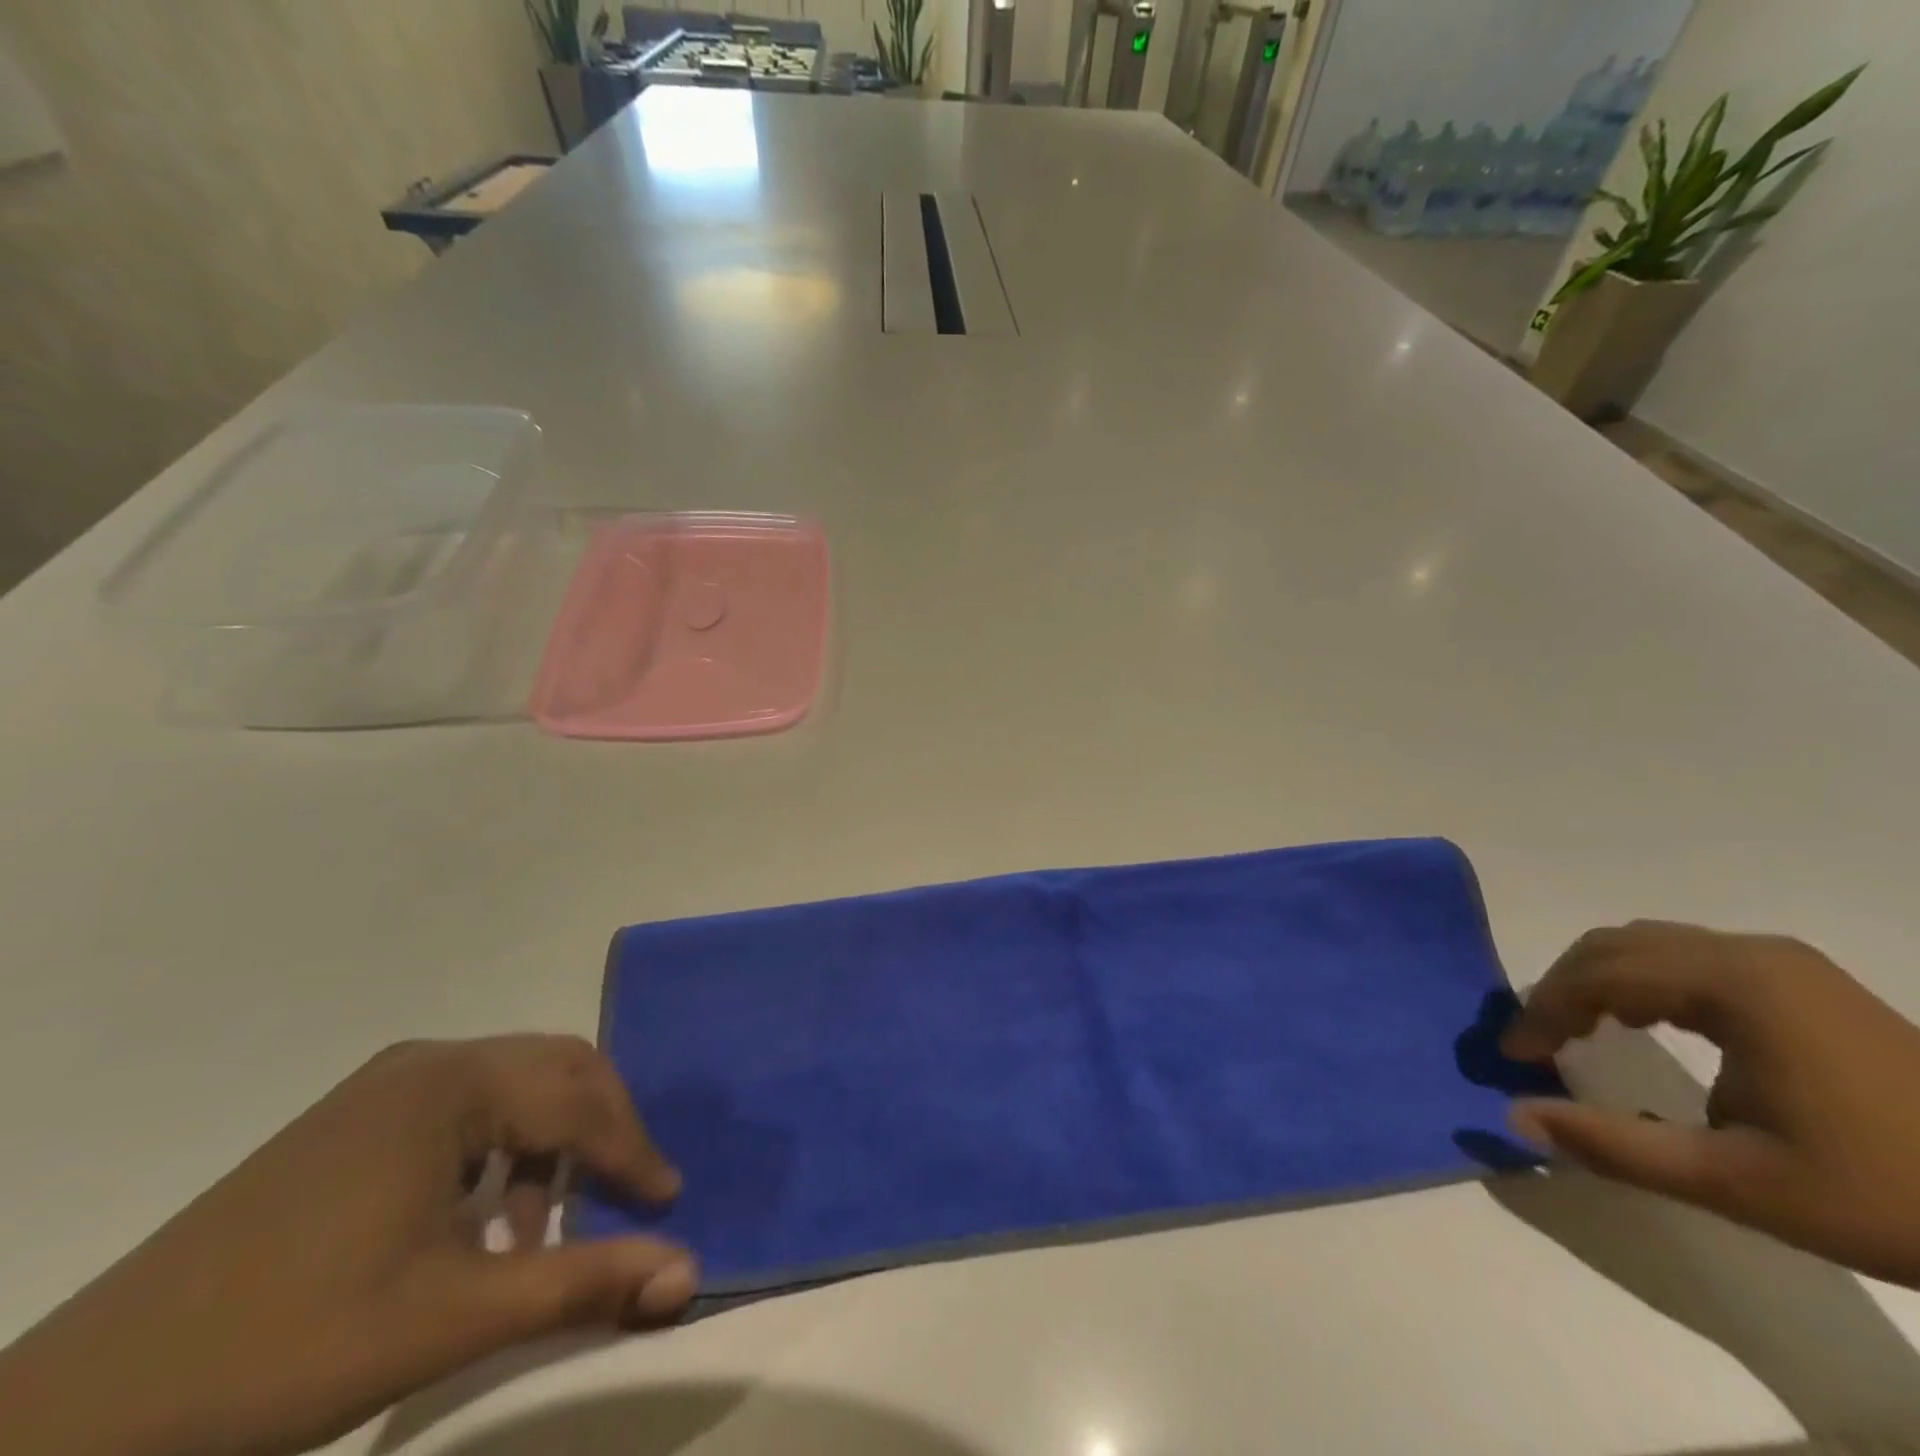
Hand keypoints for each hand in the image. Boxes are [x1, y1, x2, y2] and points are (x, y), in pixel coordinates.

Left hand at [0, 1036, 695, 1455]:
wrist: (76, 1416)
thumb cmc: (287, 1349)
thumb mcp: (451, 1319)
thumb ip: (582, 1284)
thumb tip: (688, 1272)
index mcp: (453, 1084)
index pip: (578, 1099)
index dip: (632, 1150)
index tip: (667, 1202)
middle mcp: (428, 1063)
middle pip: (555, 1068)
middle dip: (603, 1127)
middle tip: (628, 1191)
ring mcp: (383, 1088)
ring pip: (512, 1086)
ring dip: (549, 1143)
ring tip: (543, 1228)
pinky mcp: (353, 1121)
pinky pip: (463, 1109)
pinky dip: (498, 1151)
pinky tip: (478, 1221)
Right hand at [1502, 921, 1919, 1286]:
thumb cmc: (1885, 1194)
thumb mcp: (1738, 1185)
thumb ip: (1615, 1146)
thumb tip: (1515, 1116)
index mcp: (1734, 984)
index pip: (1599, 975)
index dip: (1543, 1011)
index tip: (1514, 1055)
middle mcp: (1749, 953)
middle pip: (1615, 946)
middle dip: (1562, 989)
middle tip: (1537, 1040)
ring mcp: (1782, 962)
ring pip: (1649, 945)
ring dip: (1599, 982)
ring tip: (1578, 1031)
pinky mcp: (1802, 979)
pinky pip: (1690, 958)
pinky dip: (1643, 982)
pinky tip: (1644, 1023)